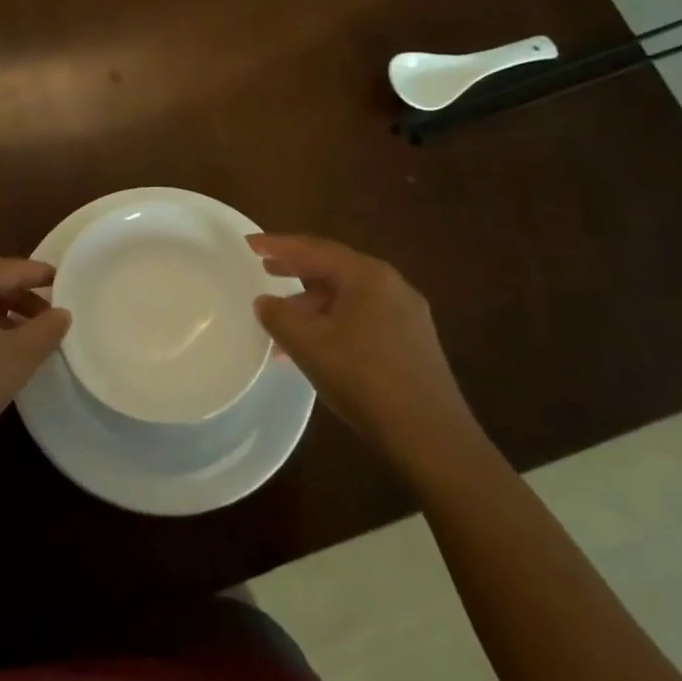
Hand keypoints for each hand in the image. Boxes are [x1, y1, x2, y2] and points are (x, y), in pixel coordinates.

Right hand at [249, 234, 482, 479]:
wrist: (431, 437)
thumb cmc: (364, 379)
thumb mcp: (308, 345)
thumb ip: (279, 317)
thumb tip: (264, 301)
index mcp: (367, 275)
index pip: (314, 249)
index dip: (278, 245)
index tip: (250, 243)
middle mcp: (391, 285)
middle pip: (334, 268)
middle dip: (296, 269)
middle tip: (264, 269)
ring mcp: (407, 314)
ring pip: (348, 296)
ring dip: (312, 303)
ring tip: (282, 318)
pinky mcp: (413, 342)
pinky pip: (363, 317)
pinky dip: (333, 321)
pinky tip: (315, 345)